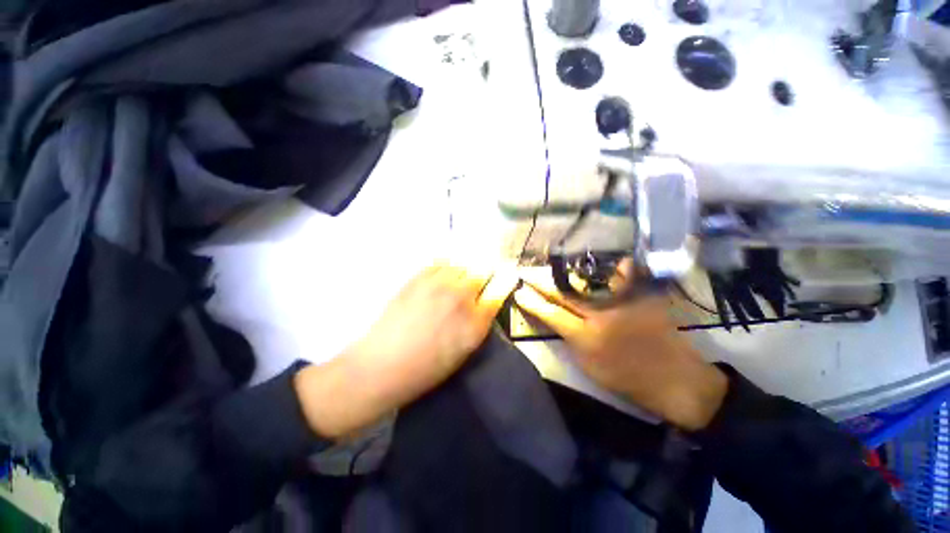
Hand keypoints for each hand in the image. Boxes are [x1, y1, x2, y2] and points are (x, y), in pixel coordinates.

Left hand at [295, 264, 518, 438]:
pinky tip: (443, 274)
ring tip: (458, 277)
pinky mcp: (418, 278)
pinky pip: (440, 262)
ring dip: (465, 268)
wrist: (384, 364)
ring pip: (462, 263)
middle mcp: (461, 297)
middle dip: (485, 272)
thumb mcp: (464, 349)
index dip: (504, 279)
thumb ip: (480, 321)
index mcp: (476, 322)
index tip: (505, 276)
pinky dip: (446, 265)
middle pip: (482, 269)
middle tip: (479, 279)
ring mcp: (439, 284)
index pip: (500, 288)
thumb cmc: (427, 366)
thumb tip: (487, 299)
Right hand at [513, 270, 726, 431]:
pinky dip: (617, 268)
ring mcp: (625, 303)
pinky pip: (626, 275)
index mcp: (586, 338)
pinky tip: (611, 262)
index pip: (551, 313)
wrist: (674, 380)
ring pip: (589, 280)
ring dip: (567, 272)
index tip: (519, 291)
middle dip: (542, 281)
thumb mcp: (588, 366)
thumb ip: (569, 339)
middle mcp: (602, 316)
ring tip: (553, 264)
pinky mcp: (644, 297)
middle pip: (564, 293)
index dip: (532, 301)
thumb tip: (554, 316)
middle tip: (527, 271)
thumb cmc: (626, 379)